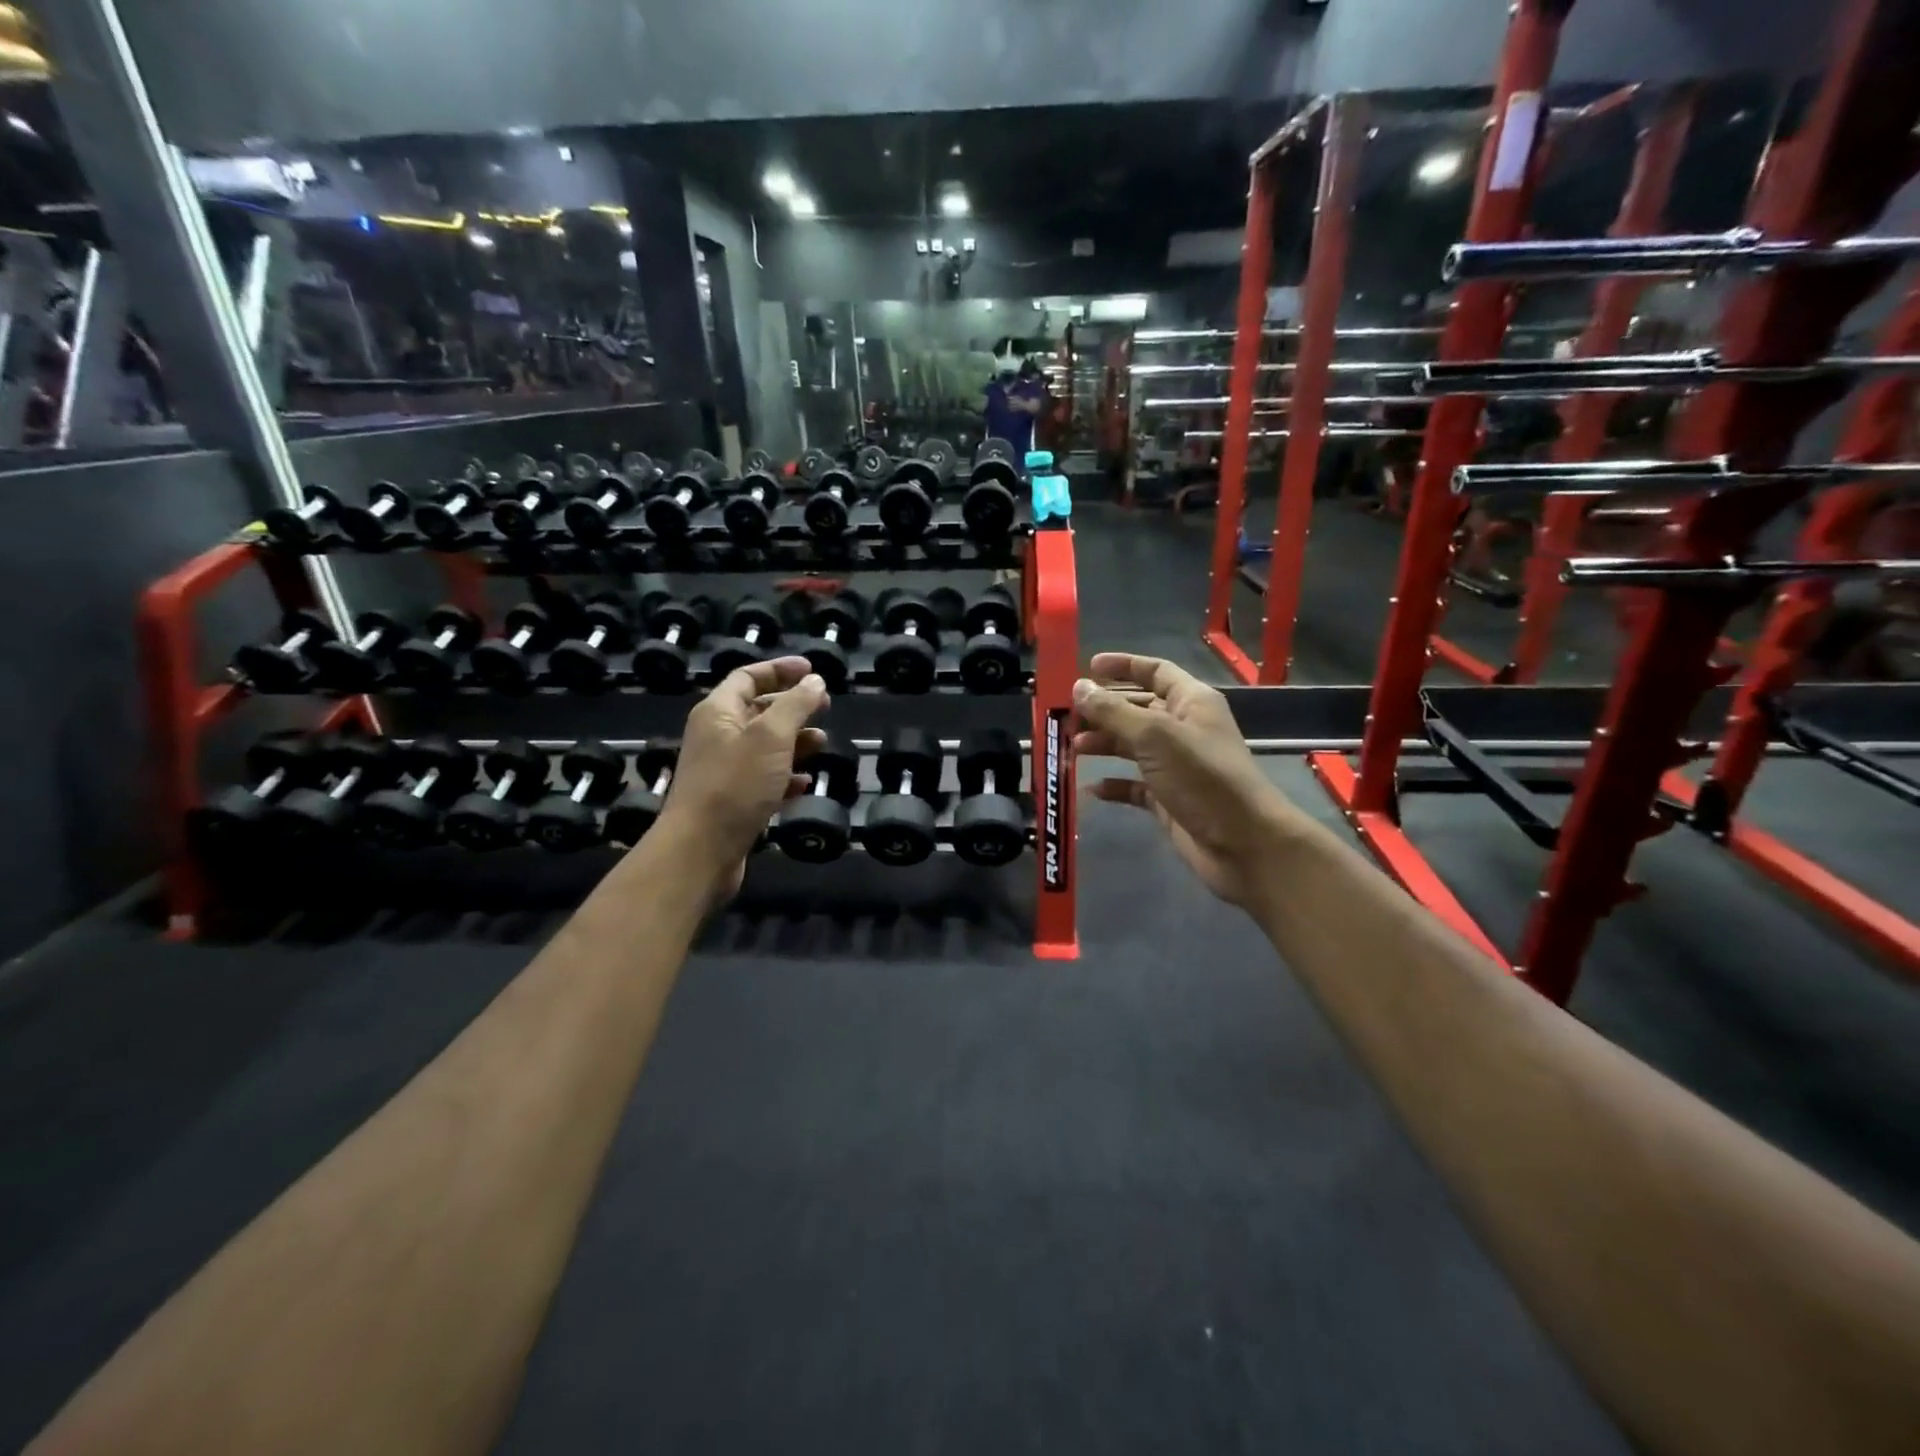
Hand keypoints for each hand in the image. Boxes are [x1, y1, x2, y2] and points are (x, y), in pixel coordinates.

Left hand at [652, 657, 827, 897]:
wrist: (701, 850)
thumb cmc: (735, 785)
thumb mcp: (771, 737)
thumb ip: (796, 705)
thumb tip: (815, 681)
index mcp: (718, 712)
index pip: (748, 676)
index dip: (780, 670)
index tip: (813, 670)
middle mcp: (717, 736)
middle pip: (758, 710)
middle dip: (793, 706)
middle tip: (825, 706)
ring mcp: (724, 771)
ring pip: (764, 746)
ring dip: (794, 742)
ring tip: (821, 743)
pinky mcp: (733, 801)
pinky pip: (764, 779)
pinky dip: (785, 776)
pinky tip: (804, 783)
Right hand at [1073, 653, 1302, 905]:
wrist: (1243, 844)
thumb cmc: (1202, 777)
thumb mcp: (1154, 736)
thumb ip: (1113, 711)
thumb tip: (1079, 687)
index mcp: (1191, 702)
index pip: (1155, 671)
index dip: (1123, 666)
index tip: (1087, 668)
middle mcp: (1184, 729)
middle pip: (1137, 709)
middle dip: (1103, 710)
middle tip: (1066, 716)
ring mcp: (1176, 767)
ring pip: (1132, 746)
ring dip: (1103, 744)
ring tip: (1072, 748)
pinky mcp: (1169, 800)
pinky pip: (1134, 786)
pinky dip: (1114, 785)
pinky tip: (1092, 788)